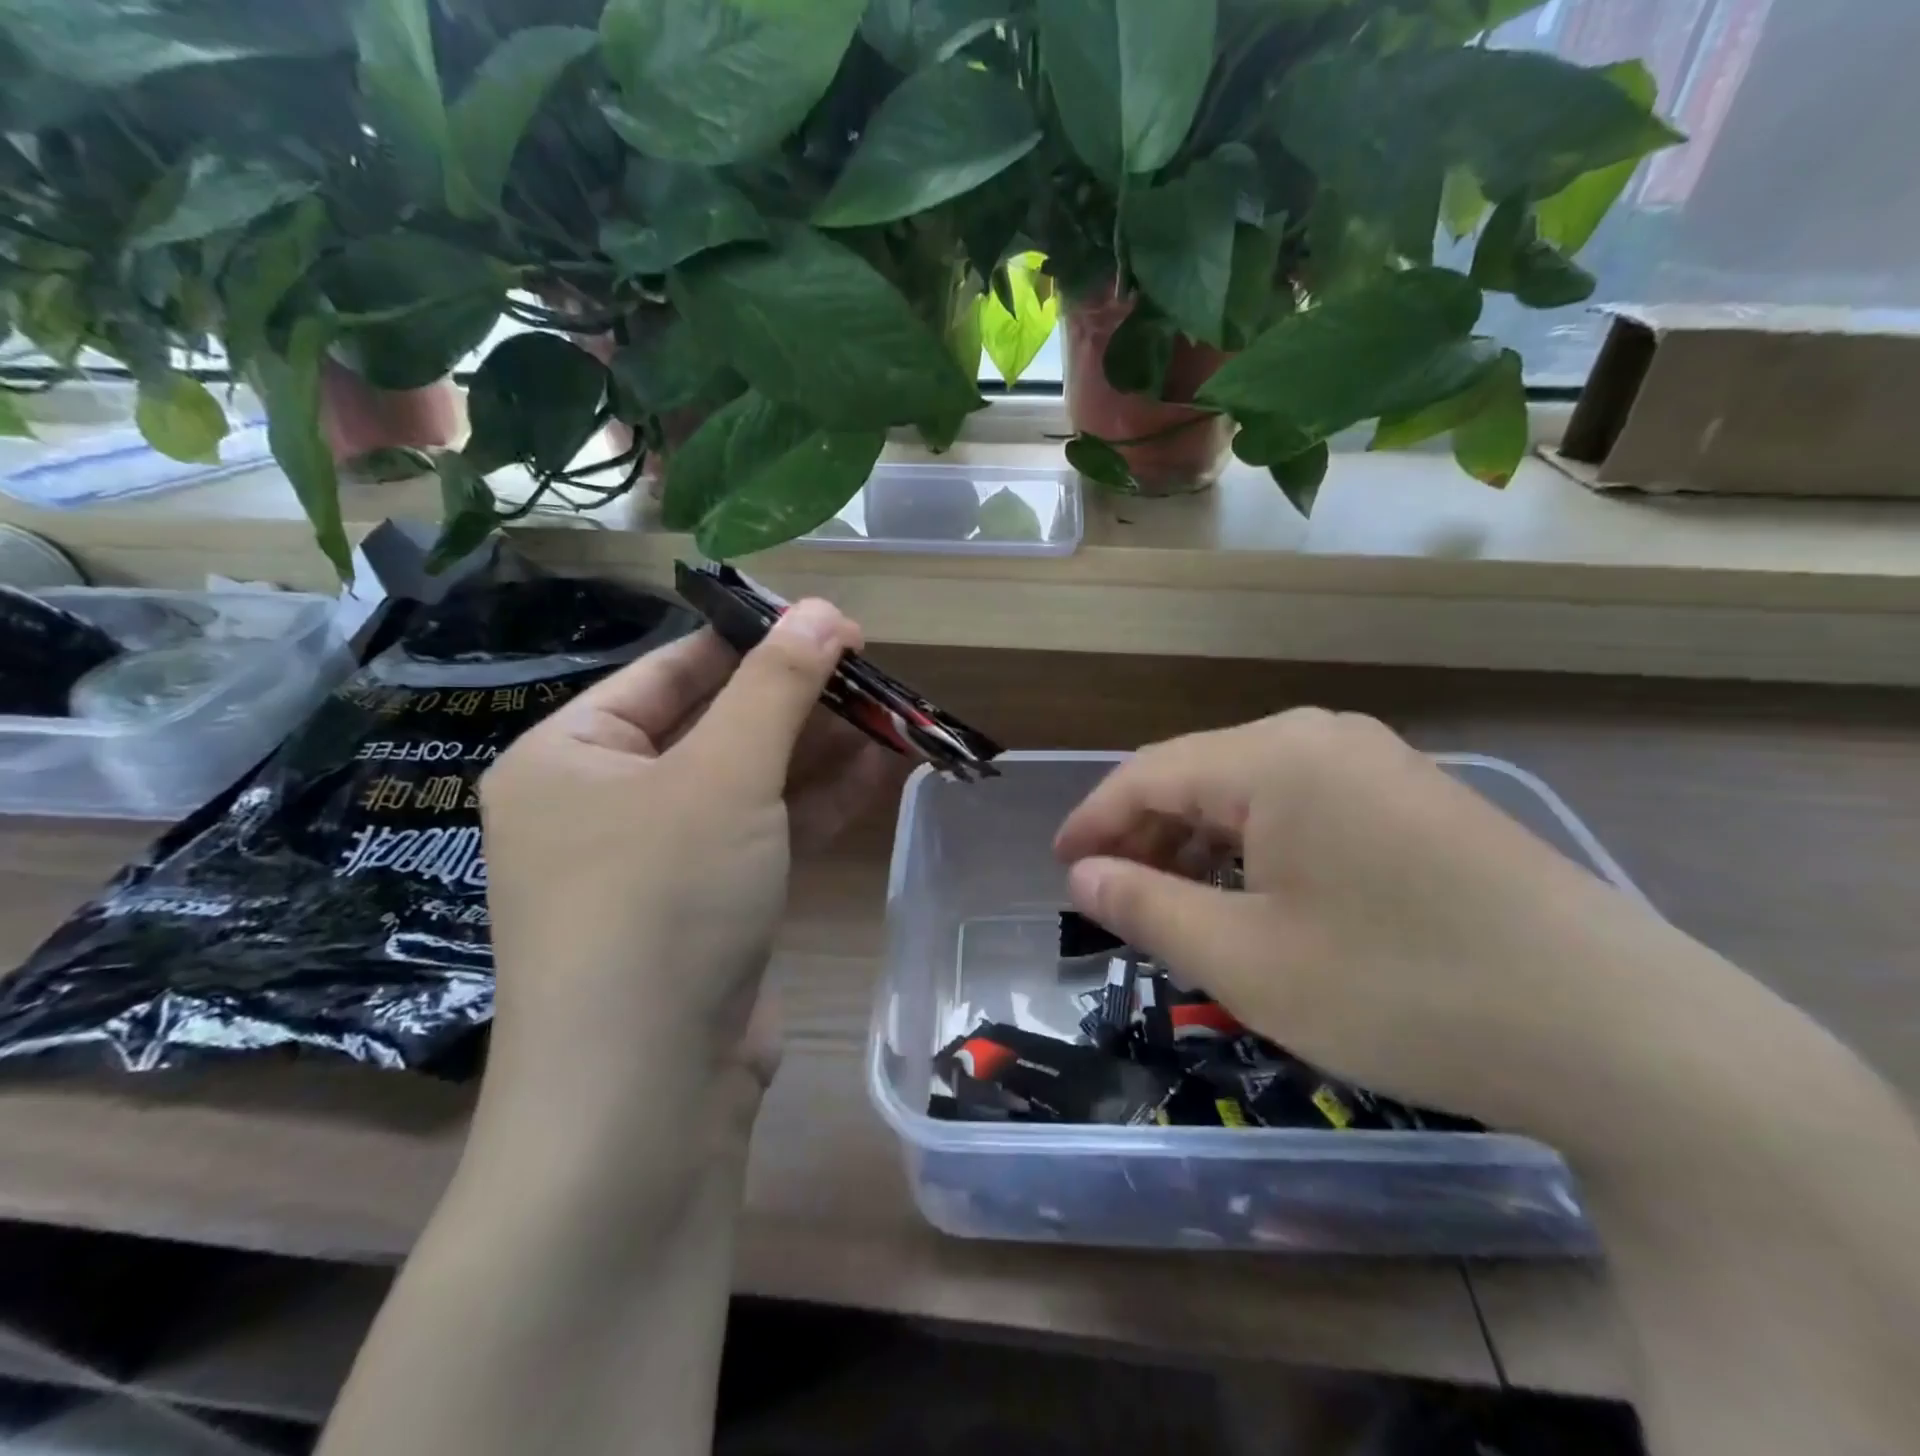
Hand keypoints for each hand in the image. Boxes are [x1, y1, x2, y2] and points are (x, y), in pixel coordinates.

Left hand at [478, 601, 899, 1136]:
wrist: (644, 1096)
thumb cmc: (661, 901)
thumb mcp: (723, 775)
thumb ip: (778, 687)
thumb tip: (824, 610)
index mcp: (571, 755)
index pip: (673, 671)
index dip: (756, 641)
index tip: (831, 624)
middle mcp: (605, 802)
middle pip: (717, 725)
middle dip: (800, 701)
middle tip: (875, 672)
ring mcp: (660, 860)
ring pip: (750, 783)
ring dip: (821, 752)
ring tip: (894, 715)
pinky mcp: (708, 907)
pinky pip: (765, 834)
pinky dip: (818, 804)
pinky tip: (883, 771)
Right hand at [1053, 709, 1756, 1142]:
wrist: (1621, 1035)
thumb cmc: (1401, 990)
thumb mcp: (1246, 961)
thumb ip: (1147, 906)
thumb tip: (1082, 875)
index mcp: (1275, 756)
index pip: (1149, 772)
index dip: (1094, 820)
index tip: (1060, 867)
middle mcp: (1323, 737)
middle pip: (1201, 774)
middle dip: (1146, 833)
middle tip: (1114, 896)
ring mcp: (1379, 763)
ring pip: (1253, 791)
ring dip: (1202, 843)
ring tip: (1178, 904)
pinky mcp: (1417, 799)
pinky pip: (1305, 807)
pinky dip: (1259, 848)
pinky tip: (1257, 897)